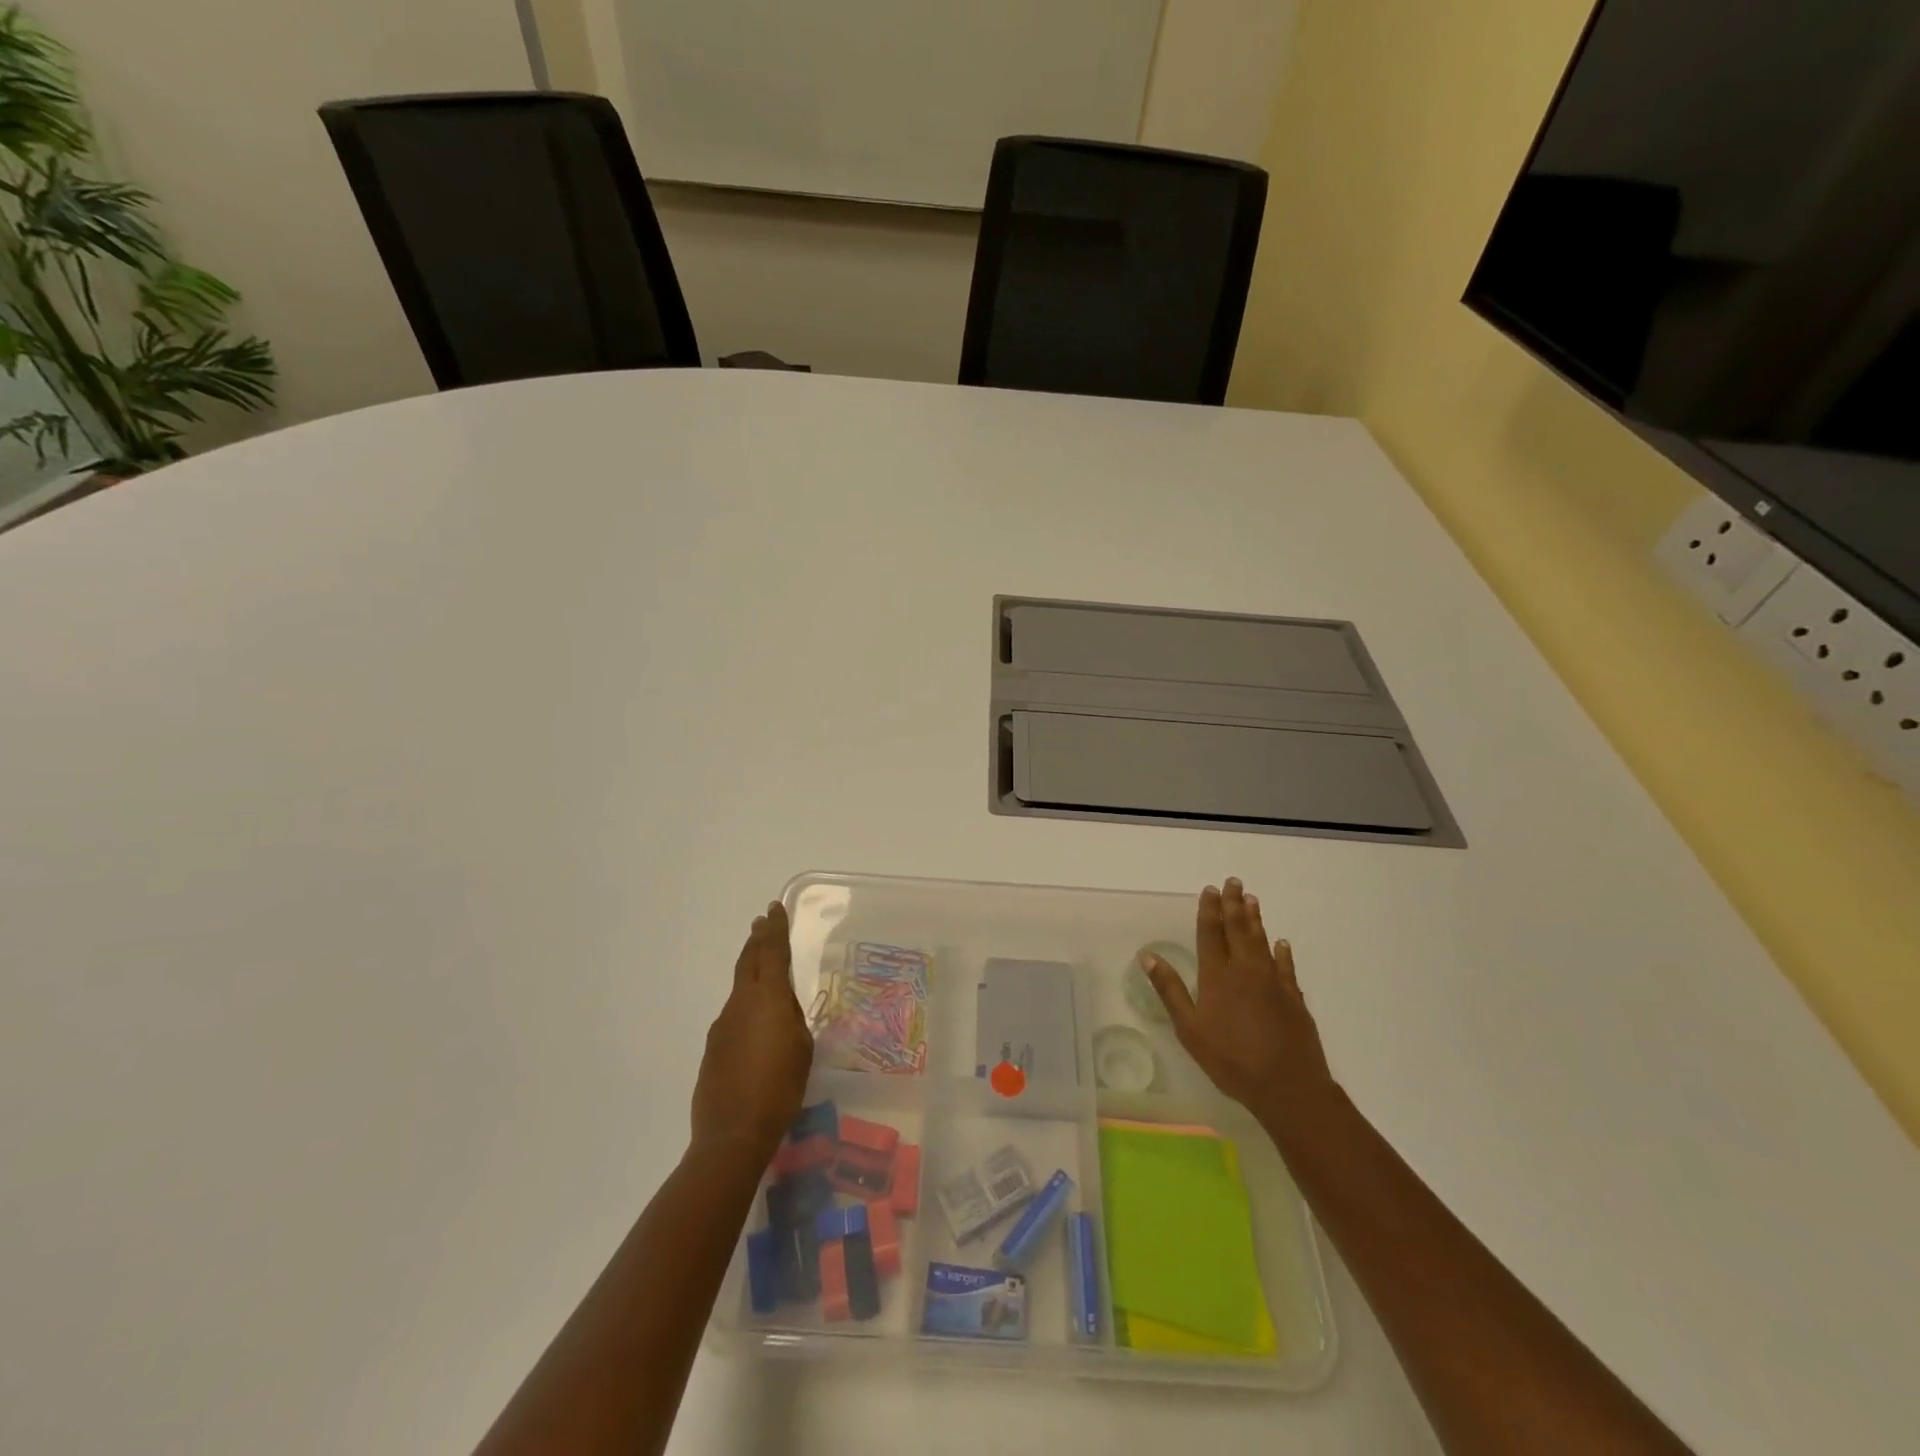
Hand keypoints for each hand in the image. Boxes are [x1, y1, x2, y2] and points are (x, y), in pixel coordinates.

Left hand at [690, 900, 813, 1159]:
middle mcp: (740, 1003)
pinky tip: (754, 1025)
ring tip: (762, 969)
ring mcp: (722, 1025)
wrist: (733, 1133)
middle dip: (757, 940)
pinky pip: (733, 1015)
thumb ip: (792, 1019)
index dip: (775, 929)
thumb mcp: (802, 1048)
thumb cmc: (780, 1088)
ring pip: (739, 988)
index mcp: (767, 998)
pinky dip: (745, 1006)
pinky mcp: (713, 1047)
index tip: (774, 908)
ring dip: (750, 972)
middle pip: (748, 961)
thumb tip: (781, 1008)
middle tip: (761, 923)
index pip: (772, 952)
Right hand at [1143, 878, 1335, 1137]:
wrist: (1288, 1086)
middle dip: (1234, 904)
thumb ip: (1170, 990)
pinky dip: (1282, 952)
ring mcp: (1273, 982)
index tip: (1210, 889)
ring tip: (1252, 900)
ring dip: (1256, 919)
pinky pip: (1286, 967)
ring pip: (1262, 942)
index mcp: (1217, 976)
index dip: (1209, 910)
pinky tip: (1282, 943)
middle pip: (1238, 929)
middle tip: (1234, 882)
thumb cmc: (1230, 1059)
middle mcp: (1246, 970)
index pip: (1211, 933)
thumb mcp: (1190, 1029)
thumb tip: (1148, 956)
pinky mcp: (1294, 998)